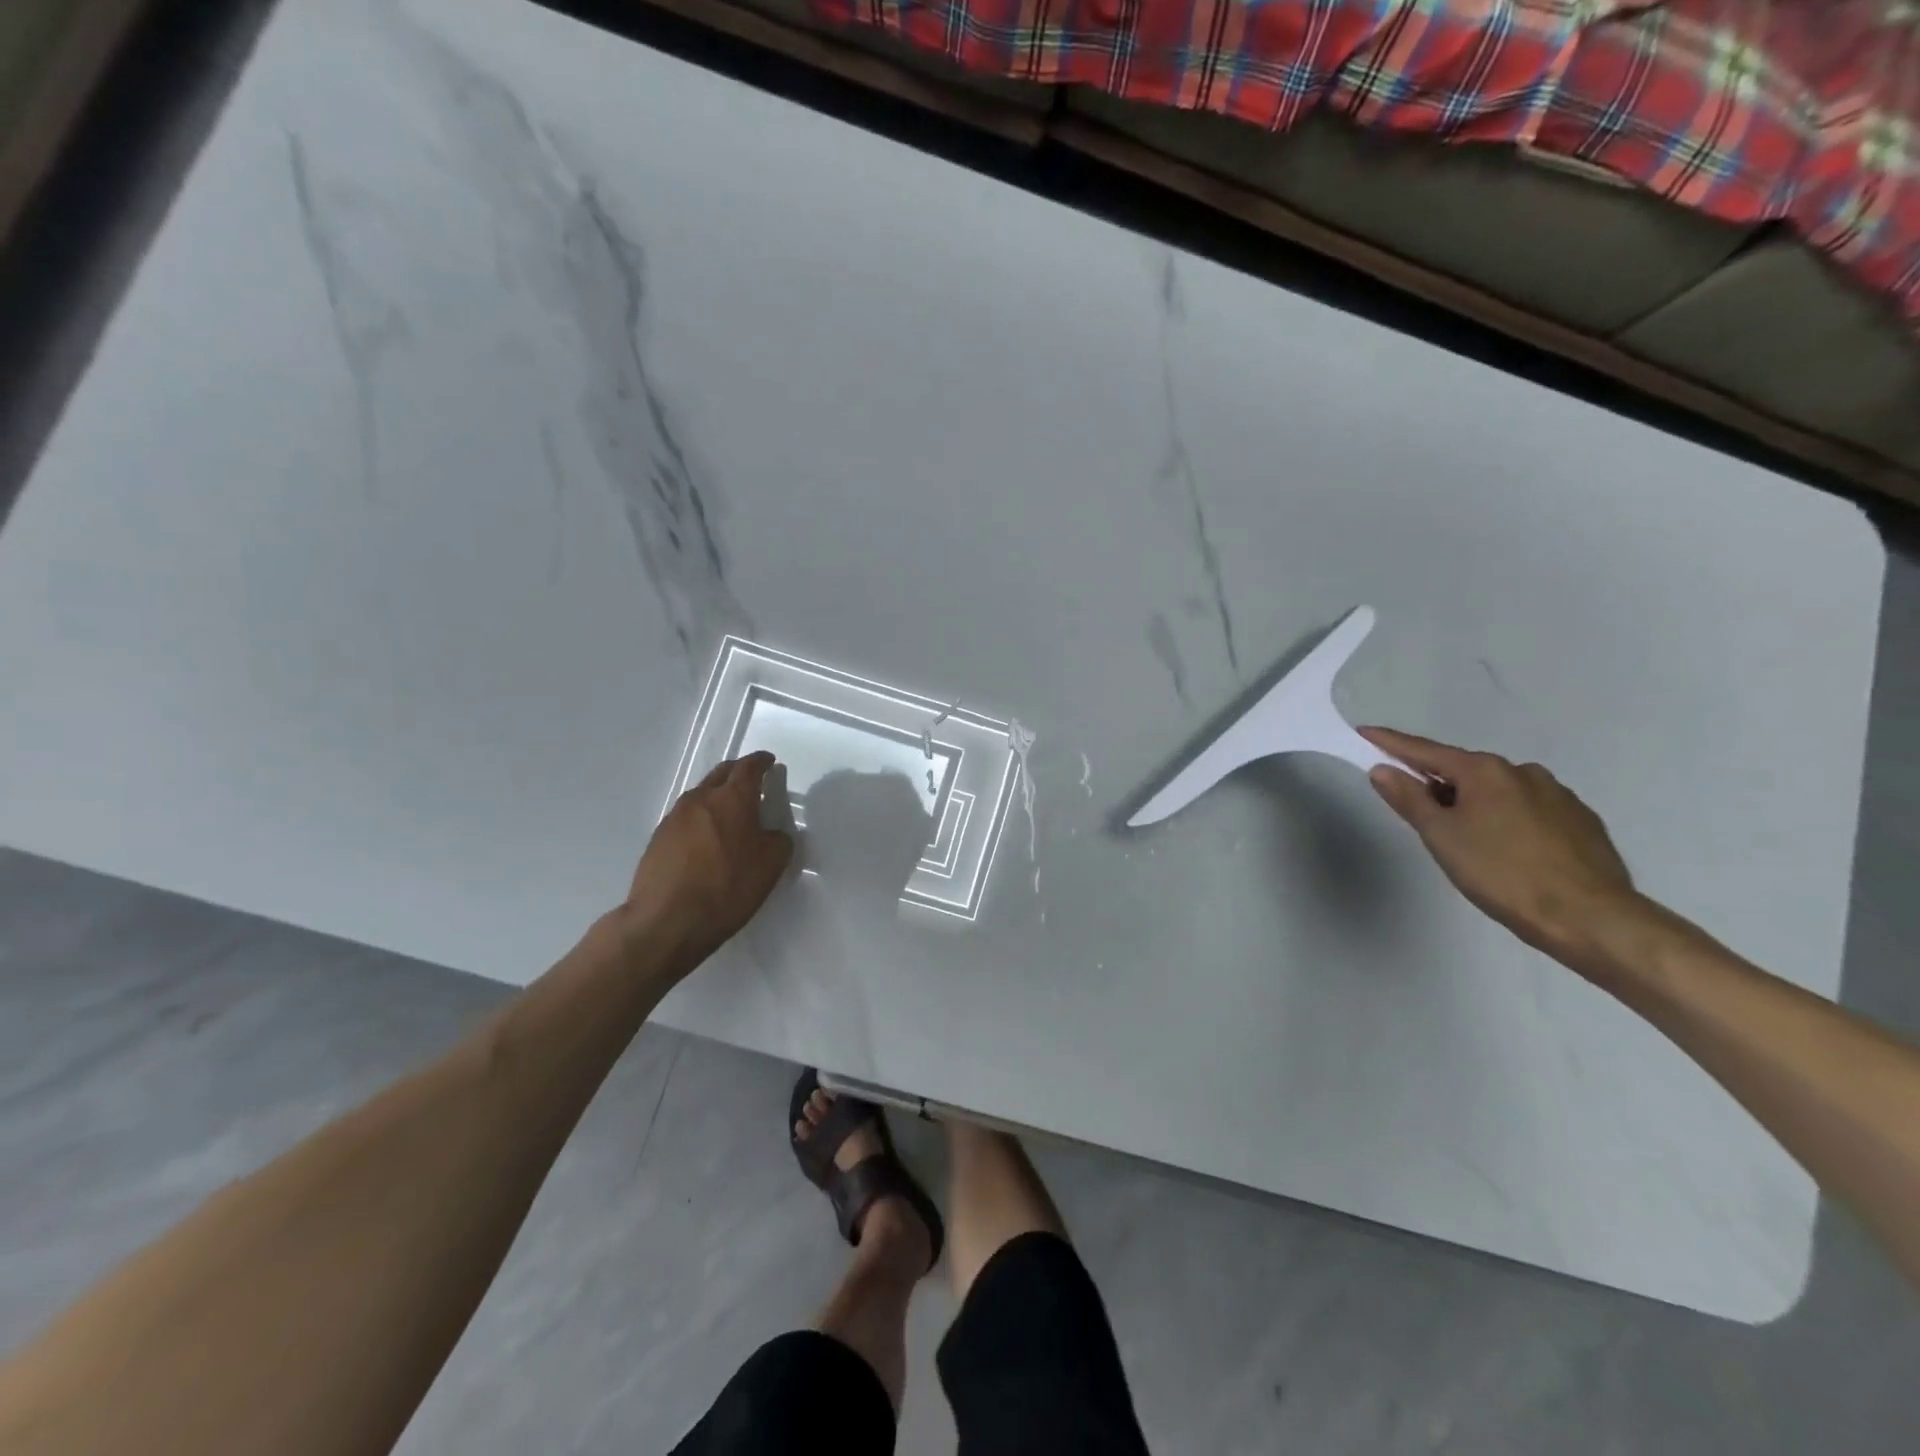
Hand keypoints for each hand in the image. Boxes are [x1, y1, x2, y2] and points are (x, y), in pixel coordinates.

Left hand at [626, 752, 793, 969]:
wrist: (666, 921)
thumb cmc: (727, 888)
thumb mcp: (770, 866)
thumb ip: (778, 841)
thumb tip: (771, 834)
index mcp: (732, 799)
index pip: (748, 768)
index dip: (761, 762)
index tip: (769, 762)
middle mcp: (700, 799)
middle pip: (721, 774)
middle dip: (738, 772)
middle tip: (752, 780)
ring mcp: (674, 818)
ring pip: (701, 795)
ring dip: (717, 796)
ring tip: (730, 813)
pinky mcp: (658, 839)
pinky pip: (686, 818)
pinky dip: (701, 819)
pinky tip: (707, 840)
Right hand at [1358, 727, 1640, 968]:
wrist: (1590, 918)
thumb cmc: (1502, 873)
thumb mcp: (1442, 837)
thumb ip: (1410, 799)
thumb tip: (1382, 769)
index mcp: (1485, 771)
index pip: (1425, 751)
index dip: (1392, 743)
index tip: (1366, 732)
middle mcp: (1523, 772)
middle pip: (1464, 771)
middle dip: (1437, 783)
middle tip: (1418, 810)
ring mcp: (1558, 795)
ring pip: (1499, 792)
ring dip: (1475, 803)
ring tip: (1466, 838)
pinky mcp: (1581, 821)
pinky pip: (1529, 810)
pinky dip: (1507, 819)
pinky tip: (1507, 849)